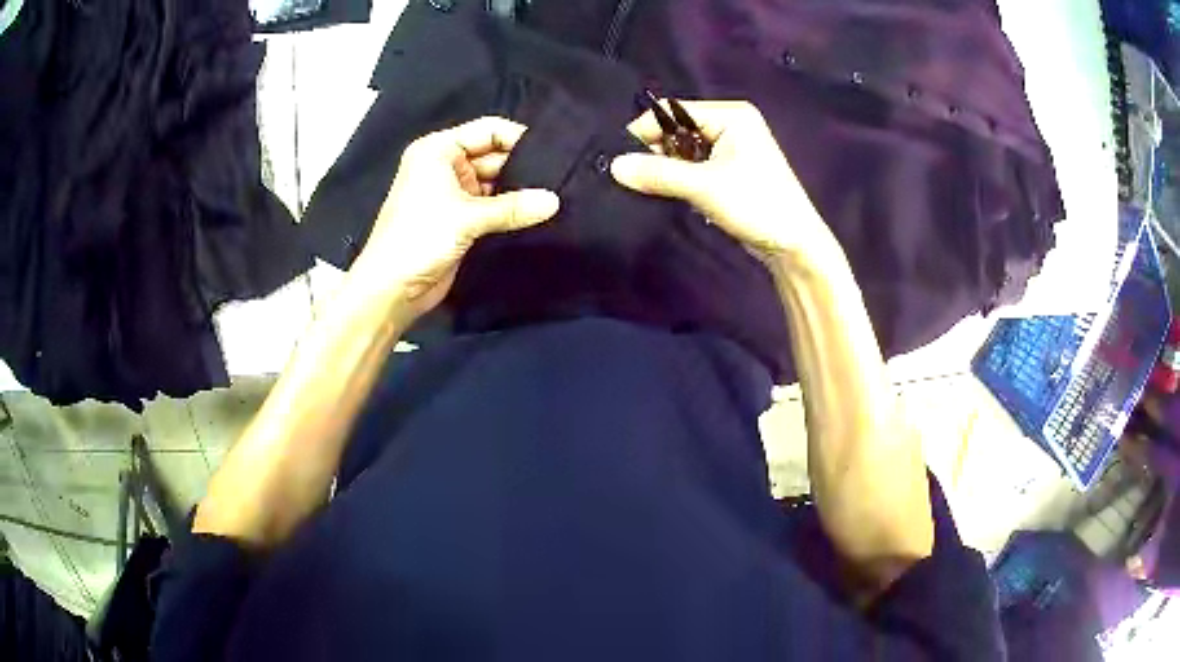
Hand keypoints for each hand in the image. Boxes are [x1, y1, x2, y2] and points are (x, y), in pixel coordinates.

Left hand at [356, 117, 560, 316]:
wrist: (391, 289)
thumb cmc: (418, 238)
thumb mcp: (467, 217)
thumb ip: (513, 207)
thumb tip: (554, 201)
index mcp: (438, 150)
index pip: (488, 130)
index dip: (519, 137)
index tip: (555, 152)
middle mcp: (446, 165)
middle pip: (494, 155)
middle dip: (523, 166)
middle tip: (561, 177)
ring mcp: (453, 192)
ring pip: (495, 182)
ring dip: (519, 190)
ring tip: (555, 194)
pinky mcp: (460, 218)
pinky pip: (491, 205)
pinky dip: (510, 209)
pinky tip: (537, 212)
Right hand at [611, 101, 829, 262]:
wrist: (793, 245)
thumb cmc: (756, 205)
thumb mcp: (704, 187)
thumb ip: (659, 174)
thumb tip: (614, 166)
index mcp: (731, 115)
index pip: (674, 111)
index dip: (646, 131)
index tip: (620, 156)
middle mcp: (731, 123)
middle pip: (677, 128)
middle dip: (656, 150)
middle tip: (634, 174)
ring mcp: (732, 147)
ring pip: (684, 149)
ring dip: (668, 167)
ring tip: (649, 184)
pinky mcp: (730, 169)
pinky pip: (695, 165)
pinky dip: (681, 176)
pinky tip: (670, 191)